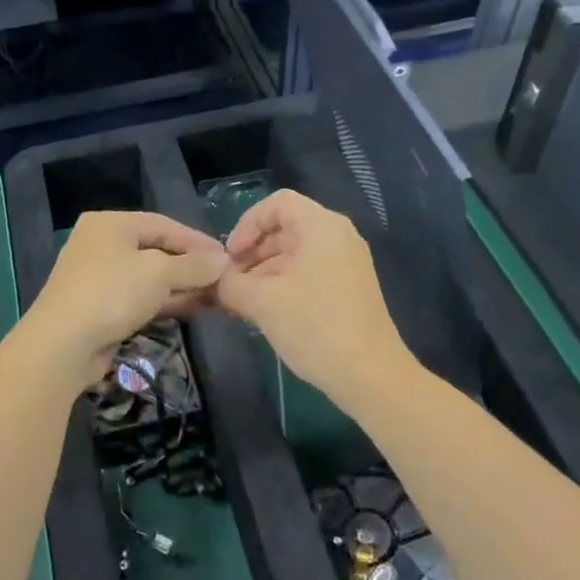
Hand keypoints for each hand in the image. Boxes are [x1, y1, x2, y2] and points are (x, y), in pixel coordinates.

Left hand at [15, 211, 226, 391]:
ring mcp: (98, 277)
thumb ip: (194, 265)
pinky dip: (165, 302)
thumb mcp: (160, 273)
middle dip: (191, 267)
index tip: (227, 257)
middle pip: (157, 250)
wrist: (63, 345)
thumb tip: (223, 261)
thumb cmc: (112, 293)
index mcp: (110, 224)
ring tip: (217, 298)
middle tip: (224, 280)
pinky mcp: (100, 307)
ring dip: (182, 287)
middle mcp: (101, 244)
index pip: (164, 224)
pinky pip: (140, 298)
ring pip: (149, 277)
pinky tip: (193, 310)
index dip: (197, 241)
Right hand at [216, 190, 409, 413]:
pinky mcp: (348, 289)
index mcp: (321, 227)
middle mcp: (338, 237)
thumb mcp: (261, 302)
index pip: (276, 204)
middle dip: (251, 253)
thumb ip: (228, 283)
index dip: (246, 224)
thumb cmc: (314, 326)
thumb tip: (211, 279)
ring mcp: (346, 264)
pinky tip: (263, 312)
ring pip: (293, 254)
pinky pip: (307, 273)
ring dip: (262, 272)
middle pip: (284, 229)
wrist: (369, 375)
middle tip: (228, 283)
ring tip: (240, 302)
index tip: (229, 257)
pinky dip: (281, 285)